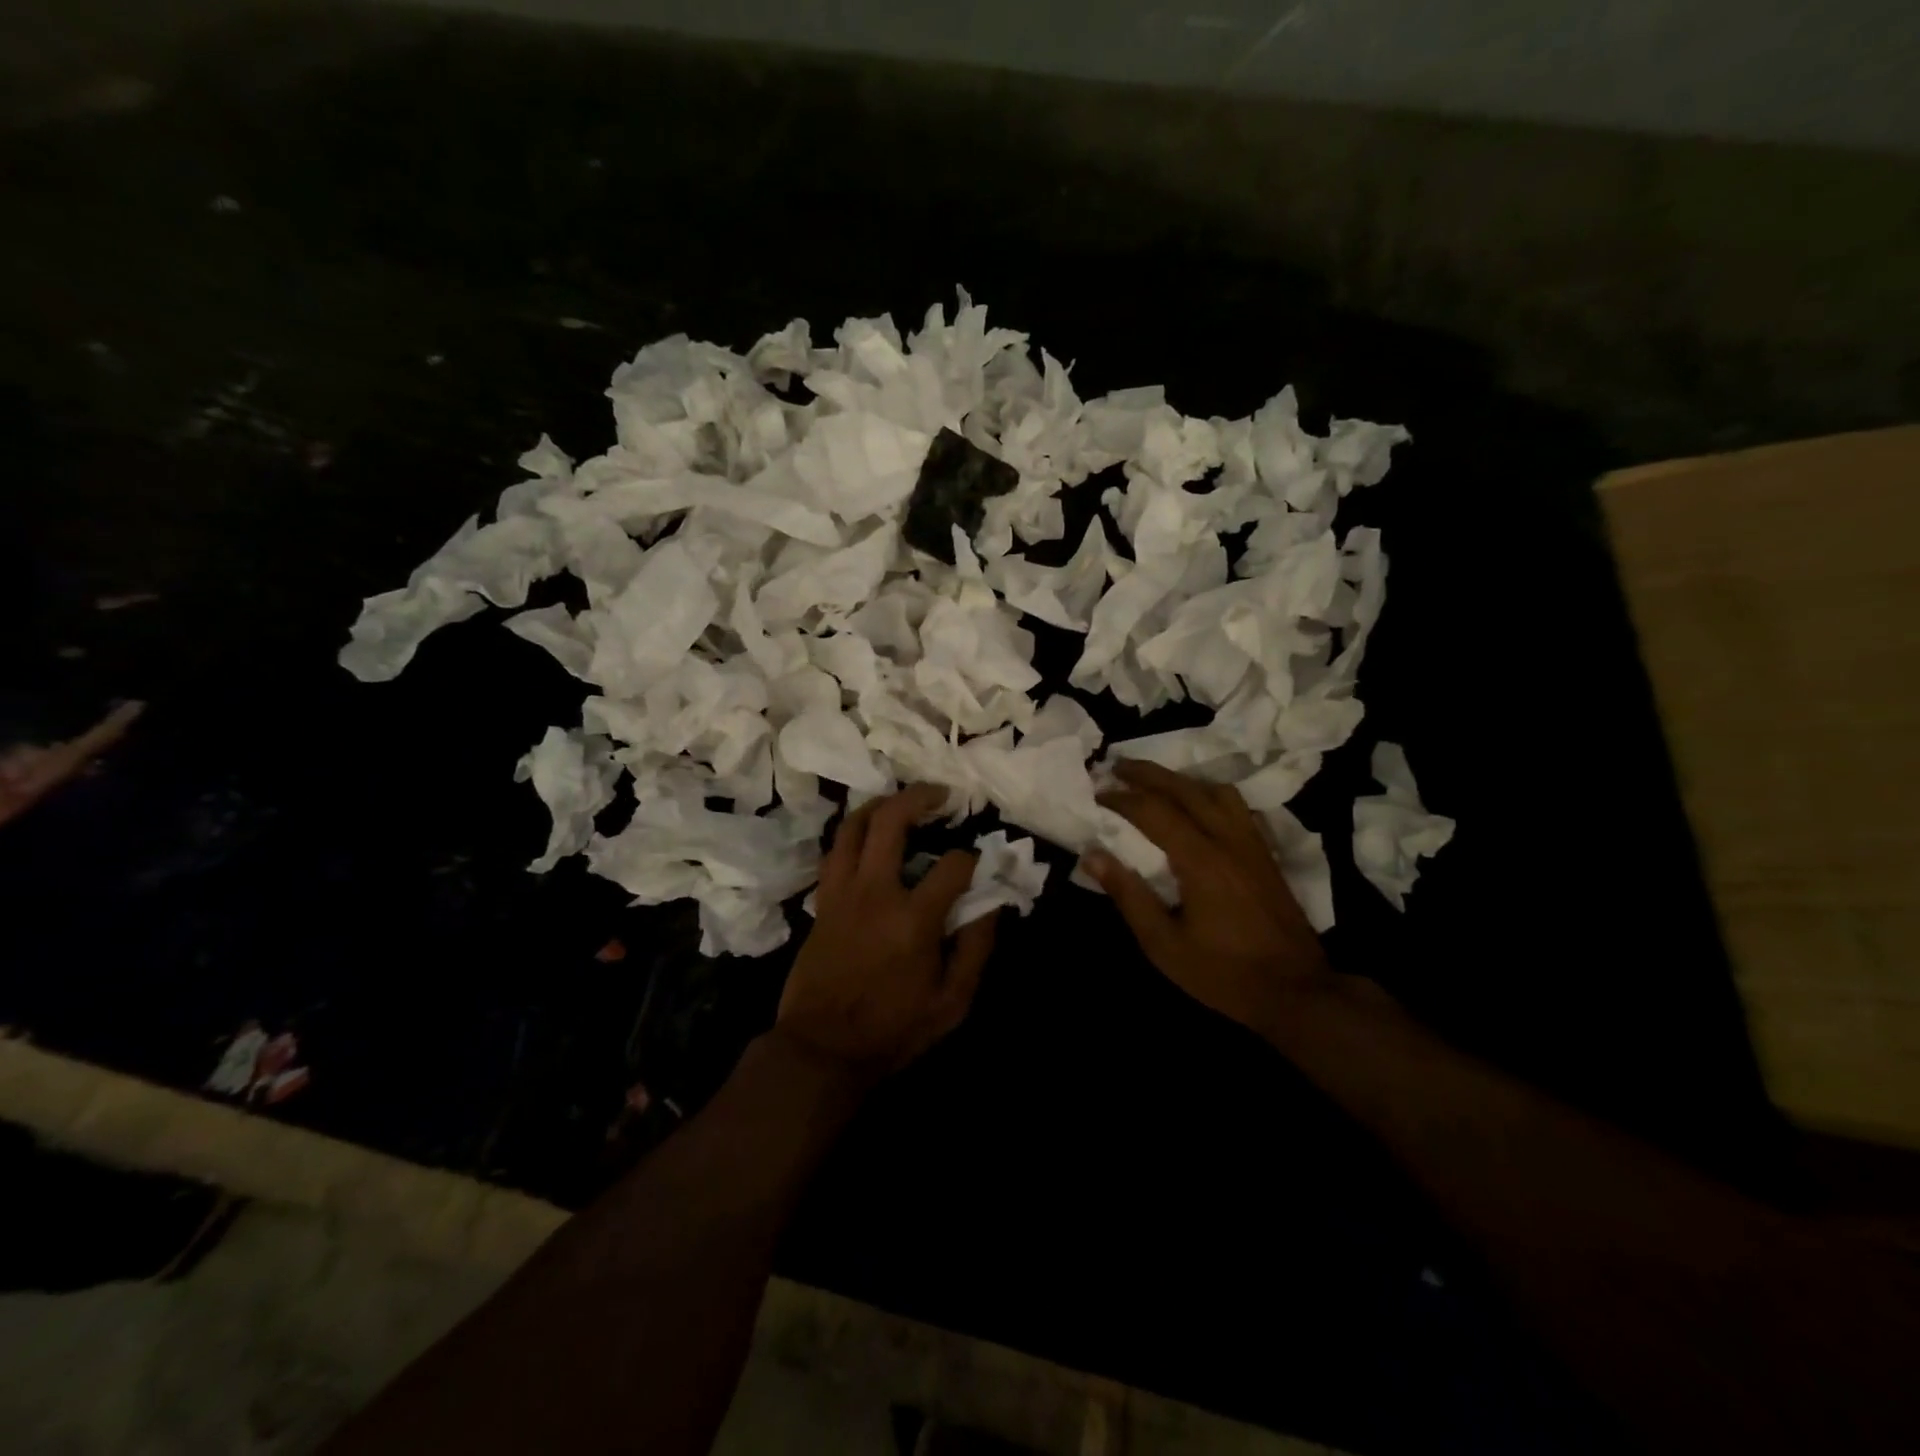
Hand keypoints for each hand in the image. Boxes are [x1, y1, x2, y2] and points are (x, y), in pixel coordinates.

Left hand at [777, 784, 996, 1077]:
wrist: (822, 1048)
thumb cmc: (892, 1029)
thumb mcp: (952, 1003)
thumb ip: (976, 949)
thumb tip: (992, 905)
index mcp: (914, 919)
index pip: (952, 865)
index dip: (972, 858)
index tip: (979, 864)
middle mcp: (875, 892)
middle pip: (891, 821)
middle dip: (919, 797)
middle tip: (940, 793)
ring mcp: (842, 892)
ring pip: (853, 826)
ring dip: (879, 805)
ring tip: (901, 802)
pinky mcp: (823, 901)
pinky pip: (835, 851)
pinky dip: (853, 833)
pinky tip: (868, 836)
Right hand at [1086, 760, 1333, 1037]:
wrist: (1296, 992)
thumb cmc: (1223, 974)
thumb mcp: (1164, 944)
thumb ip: (1128, 895)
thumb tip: (1092, 856)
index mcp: (1200, 860)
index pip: (1154, 811)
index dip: (1122, 799)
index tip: (1097, 793)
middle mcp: (1228, 840)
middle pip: (1185, 789)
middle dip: (1148, 773)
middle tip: (1117, 766)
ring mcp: (1252, 845)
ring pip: (1217, 791)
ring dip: (1182, 780)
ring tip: (1156, 783)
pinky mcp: (1266, 855)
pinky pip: (1237, 807)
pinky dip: (1210, 795)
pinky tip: (1200, 808)